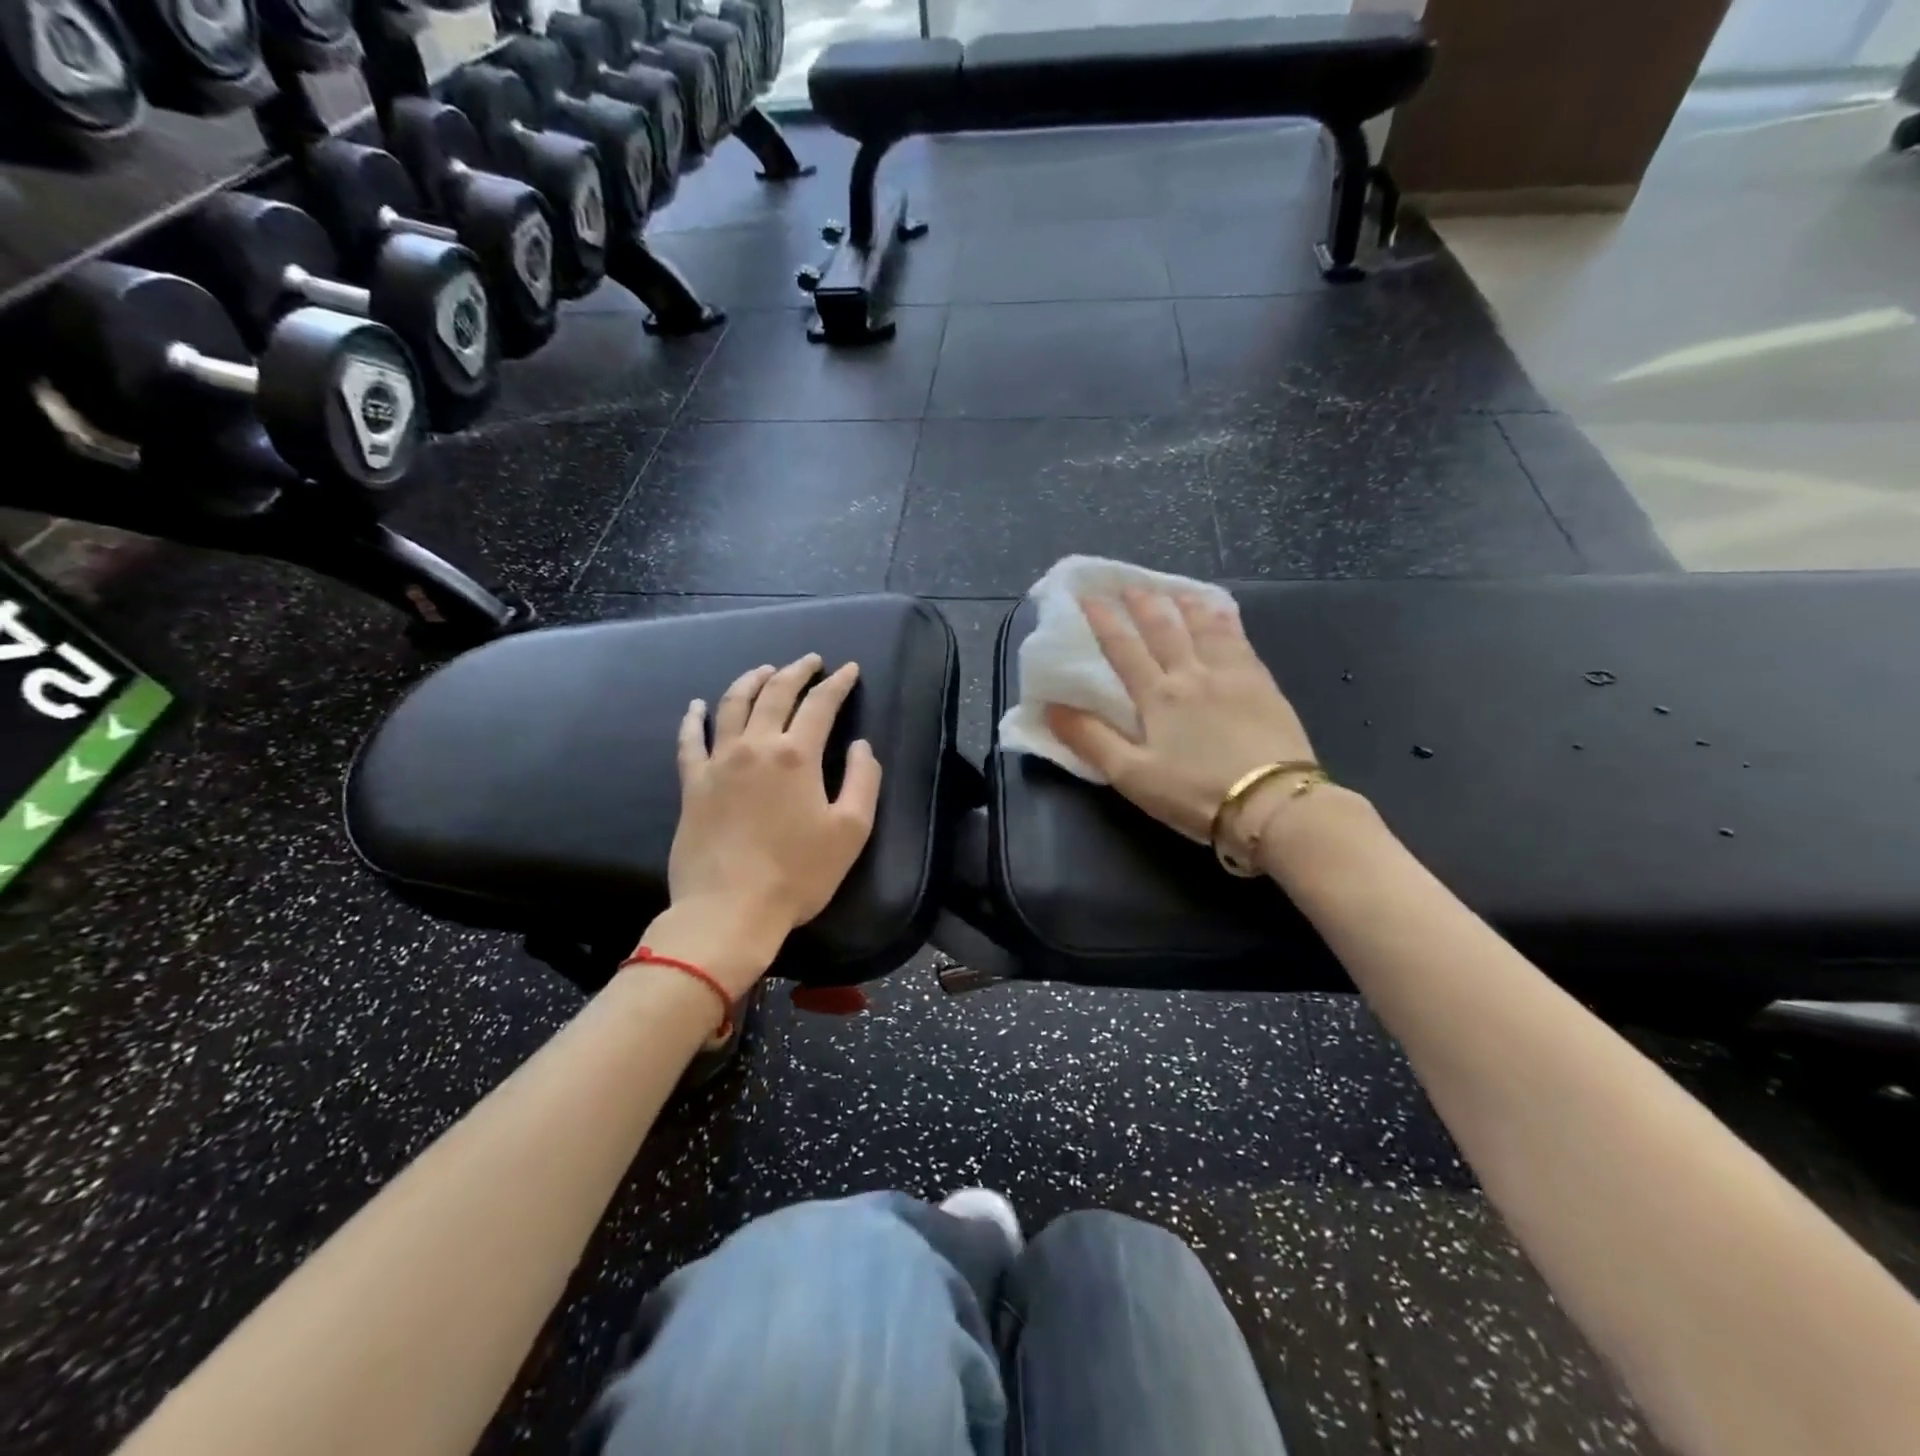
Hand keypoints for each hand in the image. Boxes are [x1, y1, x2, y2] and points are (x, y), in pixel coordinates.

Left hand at [664, 654, 882, 989]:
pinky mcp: (693, 785)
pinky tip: (696, 706)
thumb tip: (862, 746)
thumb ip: (863, 780)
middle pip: (775, 694)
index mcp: (797, 755)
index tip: (849, 669)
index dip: (838, 683)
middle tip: (810, 660)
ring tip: (763, 670)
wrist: (729, 909)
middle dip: (796, 671)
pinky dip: (693, 719)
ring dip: (750, 681)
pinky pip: (690, 741)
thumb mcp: (851, 830)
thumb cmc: (798, 873)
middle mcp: (756, 747)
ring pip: (732, 706)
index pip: (820, 705)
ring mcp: (719, 763)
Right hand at [1045, 588, 1314, 843]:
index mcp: (1157, 697)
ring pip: (1205, 628)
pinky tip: (1223, 615)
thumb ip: (1091, 739)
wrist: (1272, 803)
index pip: (1124, 650)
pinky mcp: (1264, 686)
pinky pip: (1240, 641)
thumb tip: (1050, 707)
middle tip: (1129, 584)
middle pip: (1165, 630)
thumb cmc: (1195, 793)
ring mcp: (1232, 676)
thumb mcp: (1132, 775)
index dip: (1104, 622)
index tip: (1088, 597)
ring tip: (1175, 590)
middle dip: (1143, 605)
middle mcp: (1192, 675)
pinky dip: (1226, 622)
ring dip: (1186, 605)